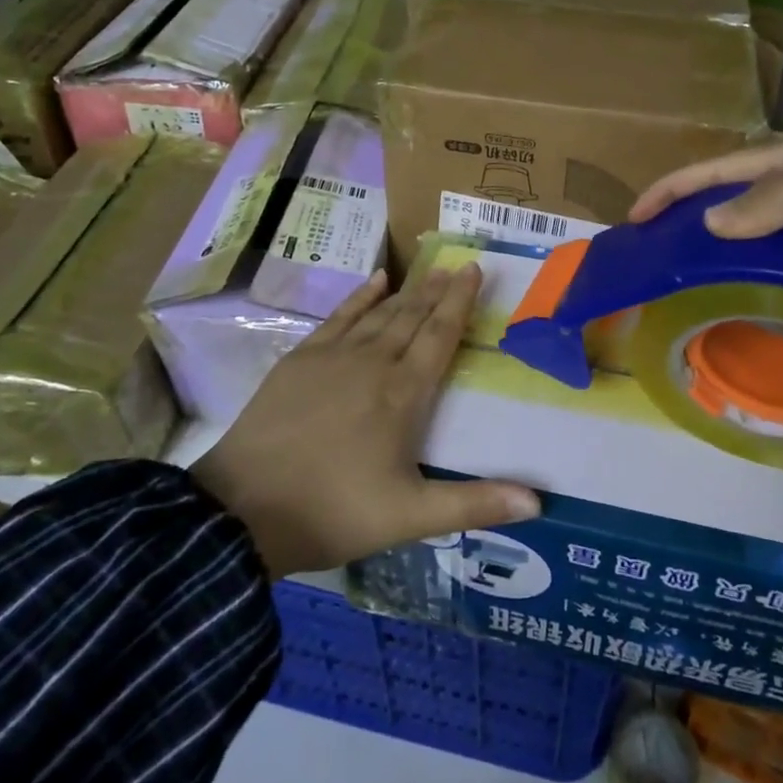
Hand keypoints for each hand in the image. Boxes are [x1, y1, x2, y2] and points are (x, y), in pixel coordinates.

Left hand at [194, 264, 540, 577]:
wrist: (242, 509)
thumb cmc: (333, 511)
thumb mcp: (410, 518)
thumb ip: (474, 503)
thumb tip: (539, 503)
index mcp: (402, 393)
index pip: (439, 335)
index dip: (459, 302)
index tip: (474, 269)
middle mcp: (372, 362)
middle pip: (412, 316)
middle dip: (437, 290)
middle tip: (456, 264)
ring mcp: (332, 356)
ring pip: (380, 313)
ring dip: (407, 291)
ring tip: (428, 271)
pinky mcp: (300, 359)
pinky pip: (339, 316)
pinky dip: (360, 296)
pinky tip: (375, 280)